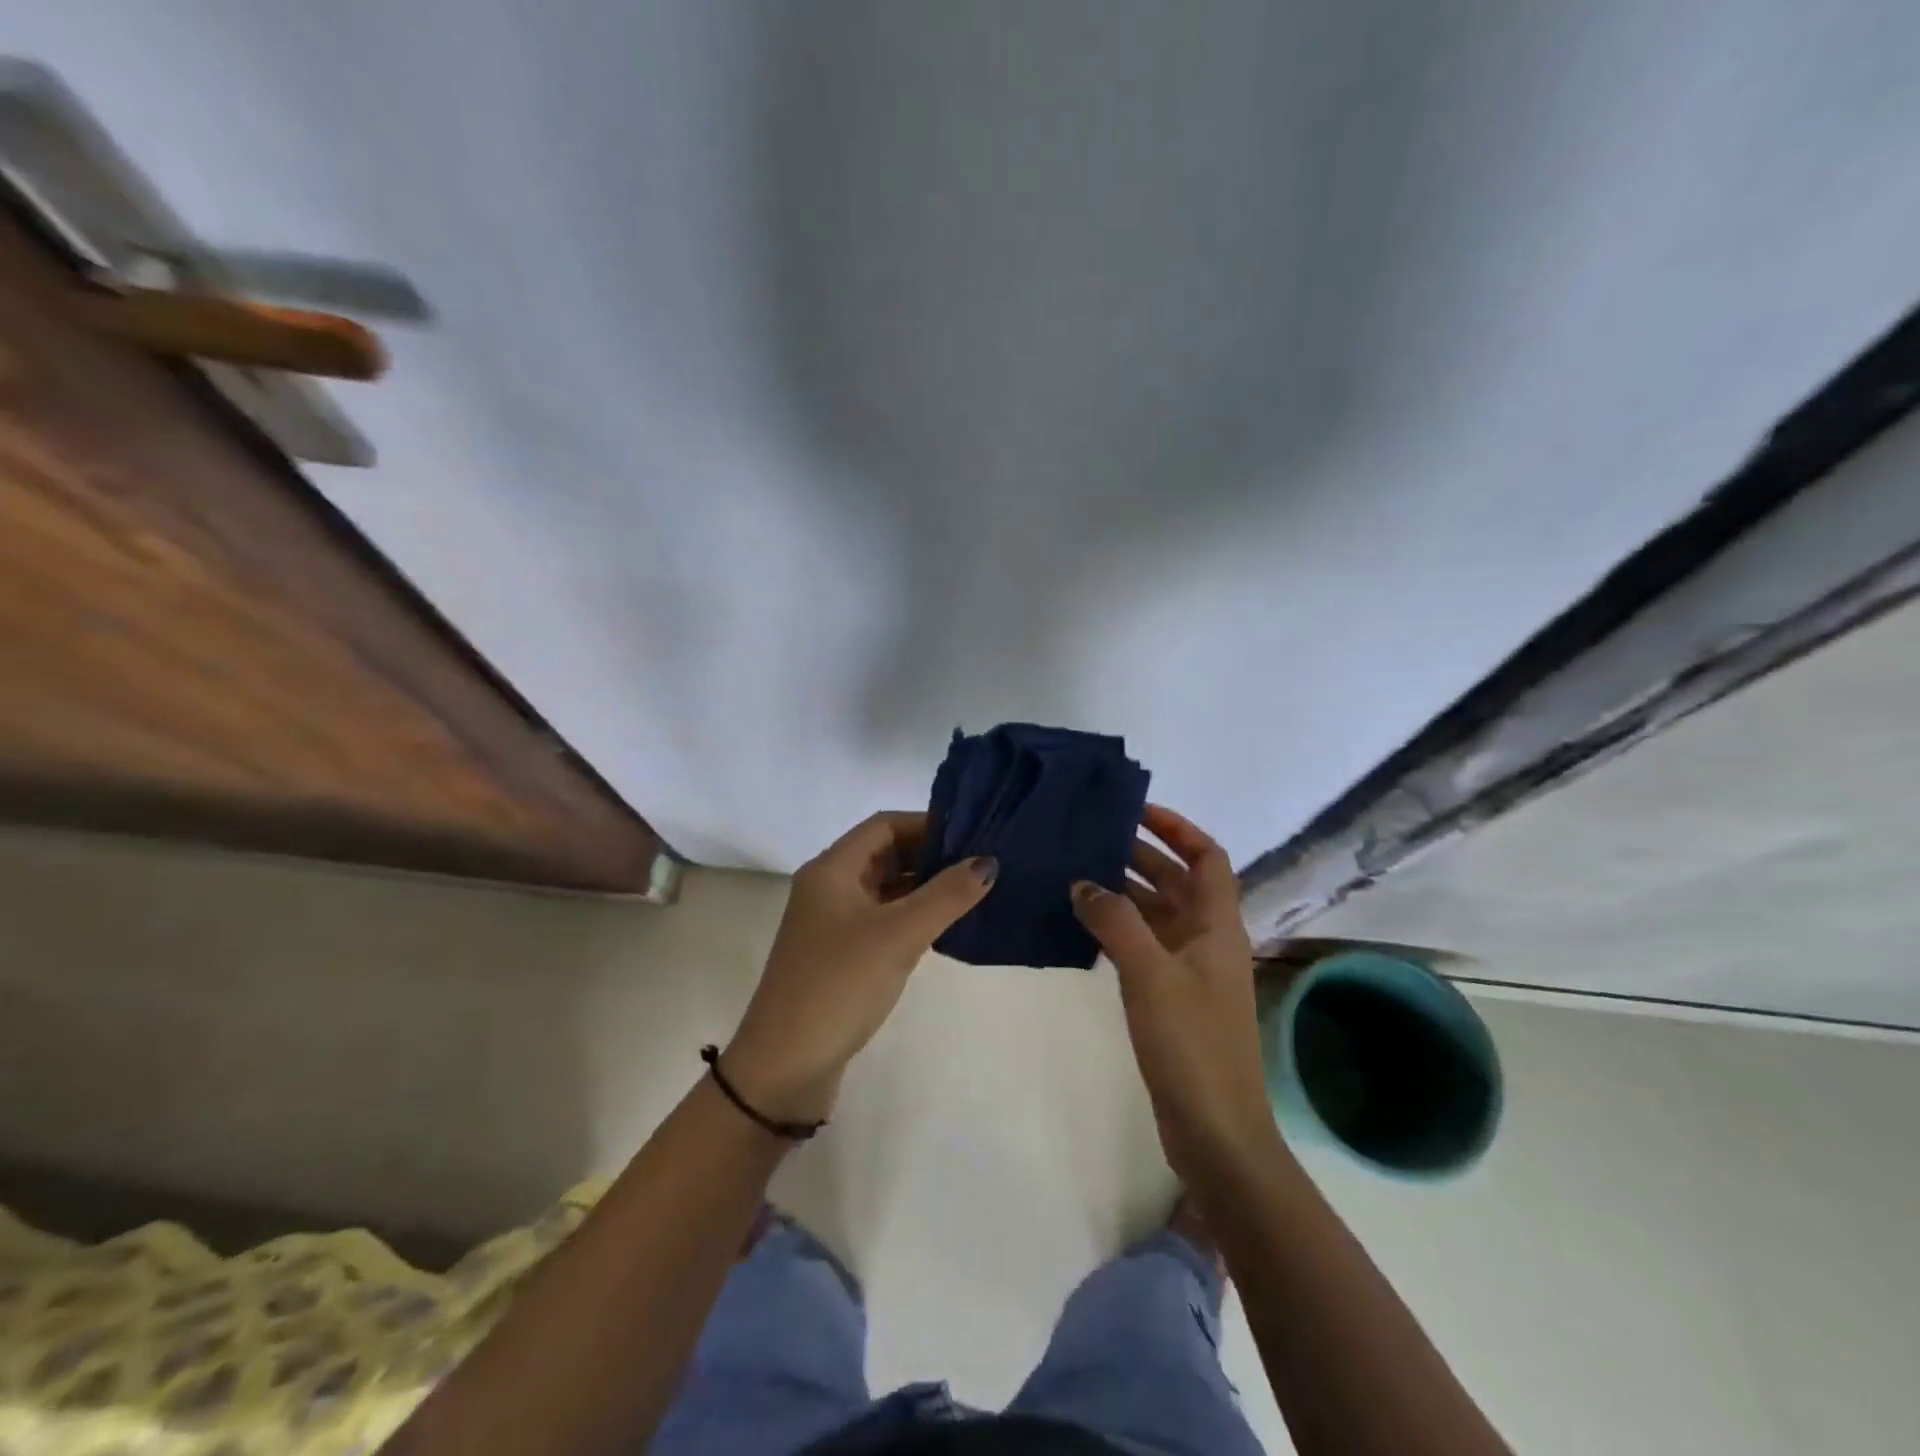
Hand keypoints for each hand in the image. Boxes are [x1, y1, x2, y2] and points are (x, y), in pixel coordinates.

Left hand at [724, 812, 997, 1123]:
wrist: (785, 1067)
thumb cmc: (839, 985)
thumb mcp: (898, 935)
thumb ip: (946, 896)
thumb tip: (988, 862)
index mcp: (831, 870)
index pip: (884, 825)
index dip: (927, 824)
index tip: (971, 834)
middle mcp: (828, 888)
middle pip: (884, 854)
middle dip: (929, 855)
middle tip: (979, 863)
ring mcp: (831, 923)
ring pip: (884, 888)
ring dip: (922, 886)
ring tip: (971, 891)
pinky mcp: (839, 955)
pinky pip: (881, 920)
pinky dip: (911, 916)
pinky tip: (943, 927)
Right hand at [1071, 804, 1276, 1178]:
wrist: (1215, 1130)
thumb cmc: (1191, 1043)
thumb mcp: (1150, 973)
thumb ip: (1115, 921)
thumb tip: (1083, 882)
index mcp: (1217, 925)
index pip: (1207, 857)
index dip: (1177, 828)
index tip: (1136, 811)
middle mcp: (1208, 940)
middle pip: (1178, 882)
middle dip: (1141, 856)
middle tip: (1092, 838)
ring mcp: (1191, 971)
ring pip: (1158, 914)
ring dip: (1126, 892)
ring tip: (1079, 873)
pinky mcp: (1173, 998)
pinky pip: (1145, 946)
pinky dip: (1119, 929)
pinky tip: (1085, 926)